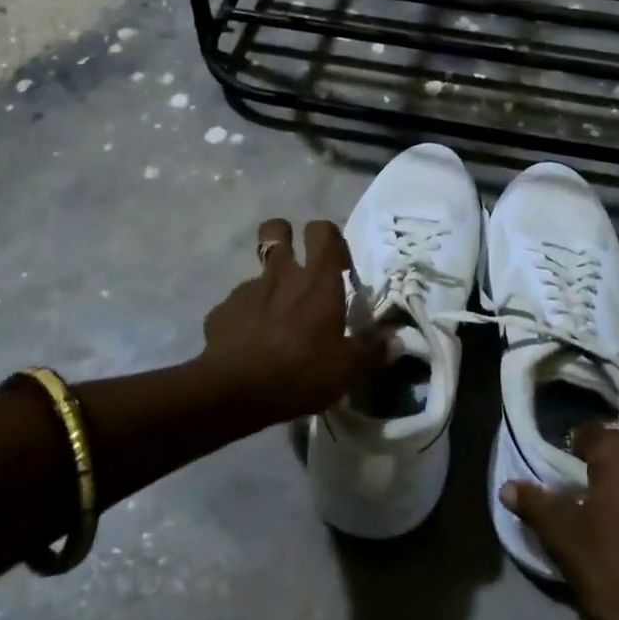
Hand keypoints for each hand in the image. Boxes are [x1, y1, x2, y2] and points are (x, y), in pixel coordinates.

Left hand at [200, 218, 381, 424]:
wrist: (232, 391)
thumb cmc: (299, 371)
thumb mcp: (345, 369)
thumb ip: (371, 351)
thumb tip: (397, 341)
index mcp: (316, 281)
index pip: (323, 231)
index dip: (330, 236)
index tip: (337, 260)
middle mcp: (281, 274)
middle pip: (276, 229)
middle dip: (284, 235)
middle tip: (295, 263)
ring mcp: (246, 290)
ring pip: (258, 273)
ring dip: (268, 287)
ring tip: (275, 321)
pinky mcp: (221, 311)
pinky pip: (237, 305)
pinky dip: (245, 318)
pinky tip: (250, 345)